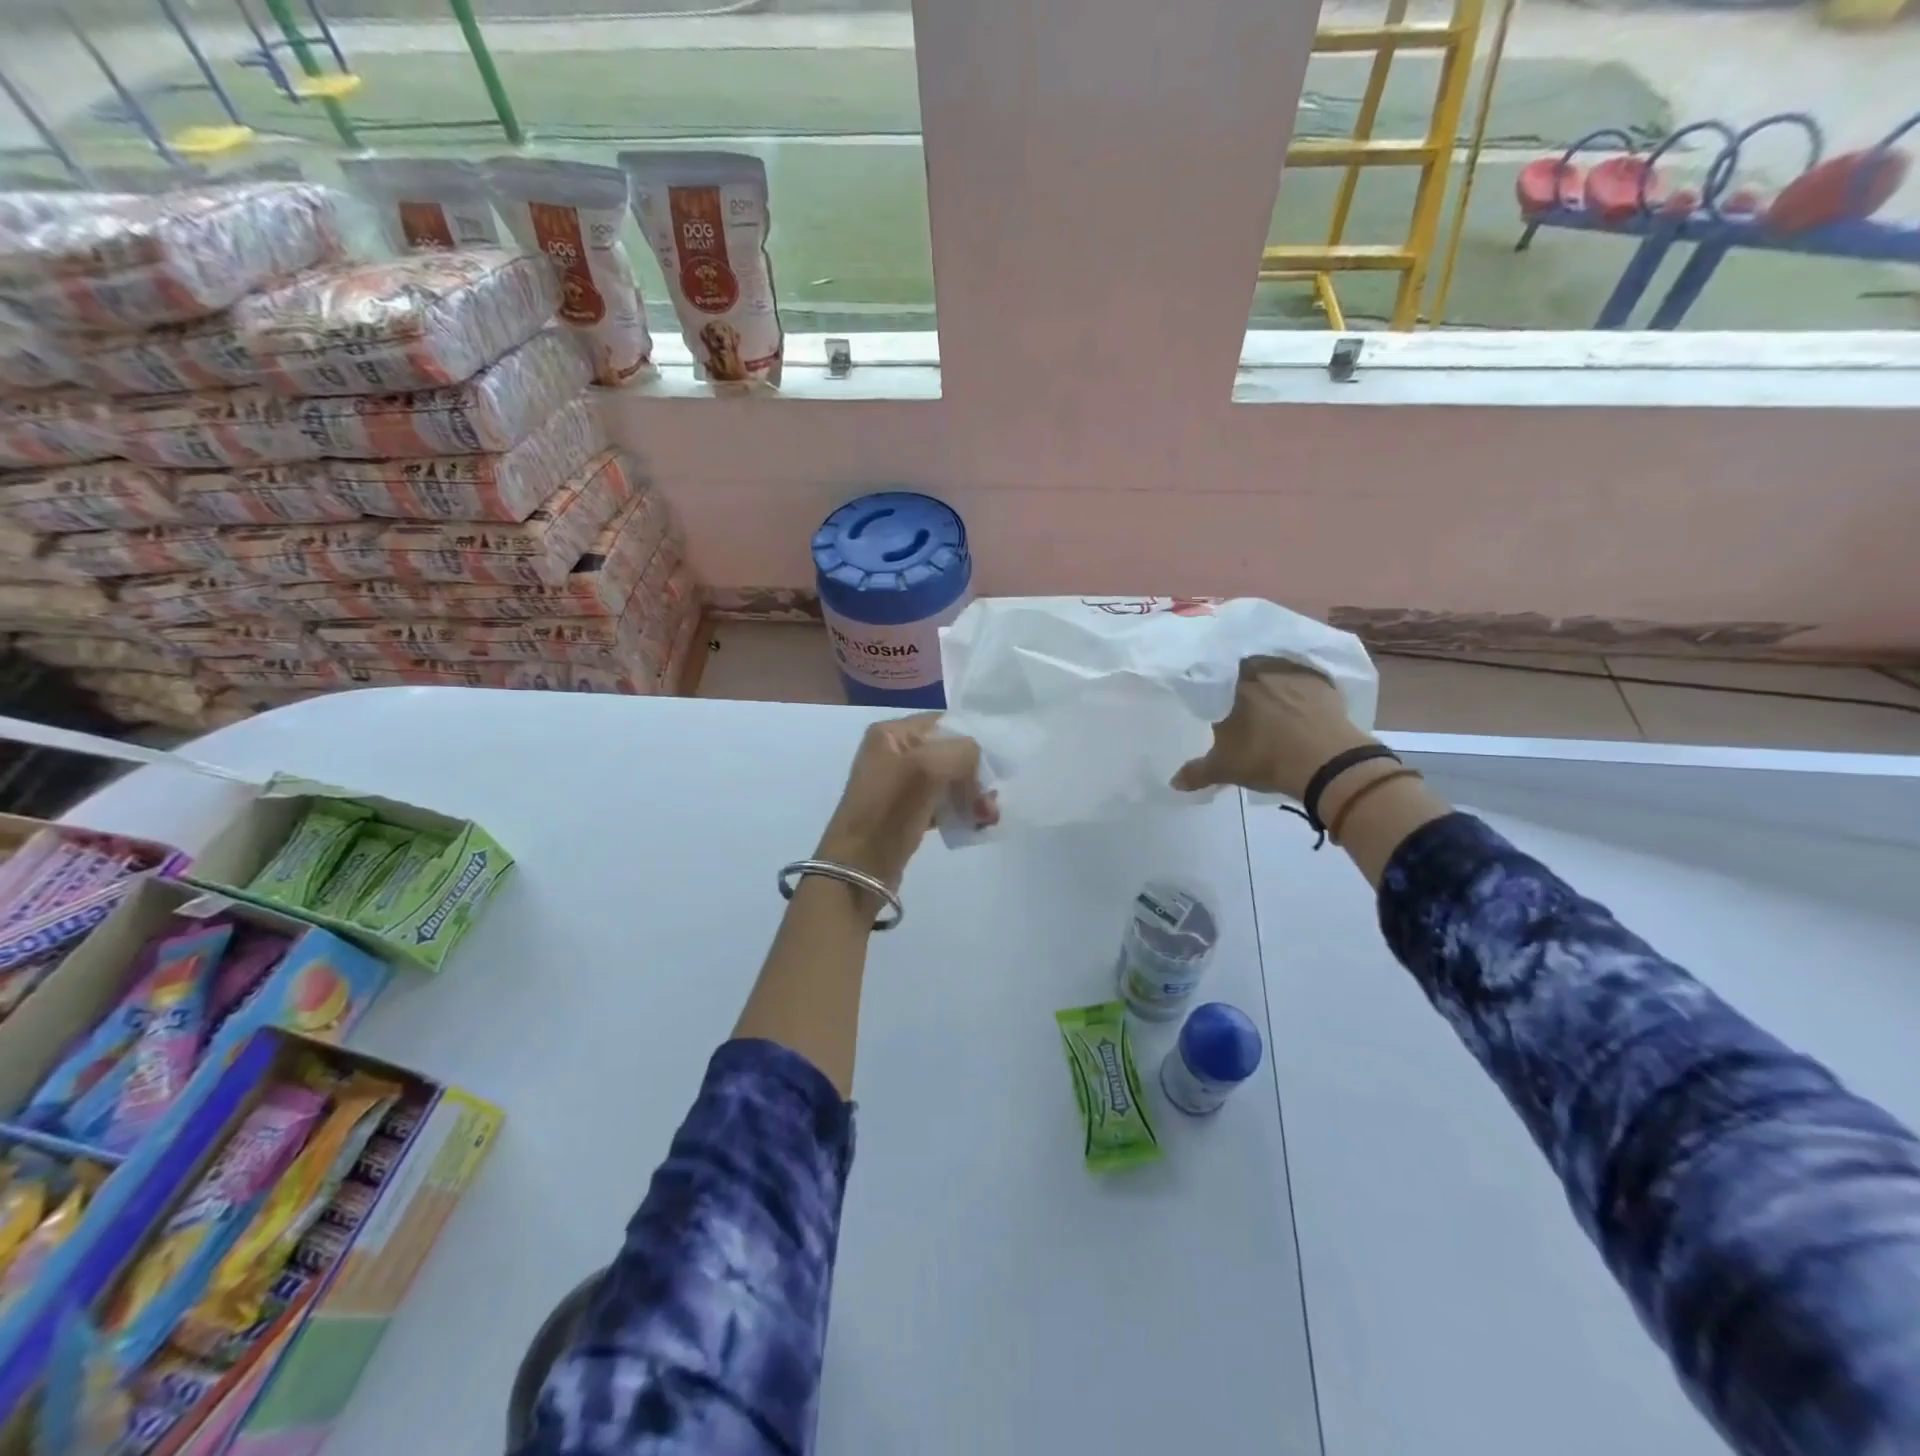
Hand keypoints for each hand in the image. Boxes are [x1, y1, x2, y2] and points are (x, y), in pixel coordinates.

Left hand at [816, 713, 980, 891]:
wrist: (858, 869)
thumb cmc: (889, 811)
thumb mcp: (929, 767)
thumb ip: (962, 751)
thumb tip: (977, 762)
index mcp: (891, 734)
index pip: (945, 724)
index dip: (972, 742)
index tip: (994, 768)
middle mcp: (893, 753)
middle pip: (950, 753)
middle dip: (975, 775)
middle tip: (990, 801)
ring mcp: (899, 784)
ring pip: (949, 780)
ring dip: (973, 796)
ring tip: (988, 818)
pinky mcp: (905, 812)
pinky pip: (941, 803)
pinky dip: (960, 811)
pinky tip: (974, 826)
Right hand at [1172, 657, 1374, 800]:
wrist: (1327, 763)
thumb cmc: (1266, 758)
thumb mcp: (1224, 768)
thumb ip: (1196, 772)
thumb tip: (1174, 782)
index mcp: (1234, 682)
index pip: (1217, 674)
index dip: (1217, 687)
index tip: (1218, 700)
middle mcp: (1264, 668)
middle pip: (1248, 669)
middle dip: (1246, 683)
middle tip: (1245, 704)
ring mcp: (1298, 673)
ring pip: (1278, 671)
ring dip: (1275, 683)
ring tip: (1275, 705)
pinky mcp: (1326, 683)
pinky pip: (1307, 681)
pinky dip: (1302, 691)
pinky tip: (1302, 708)